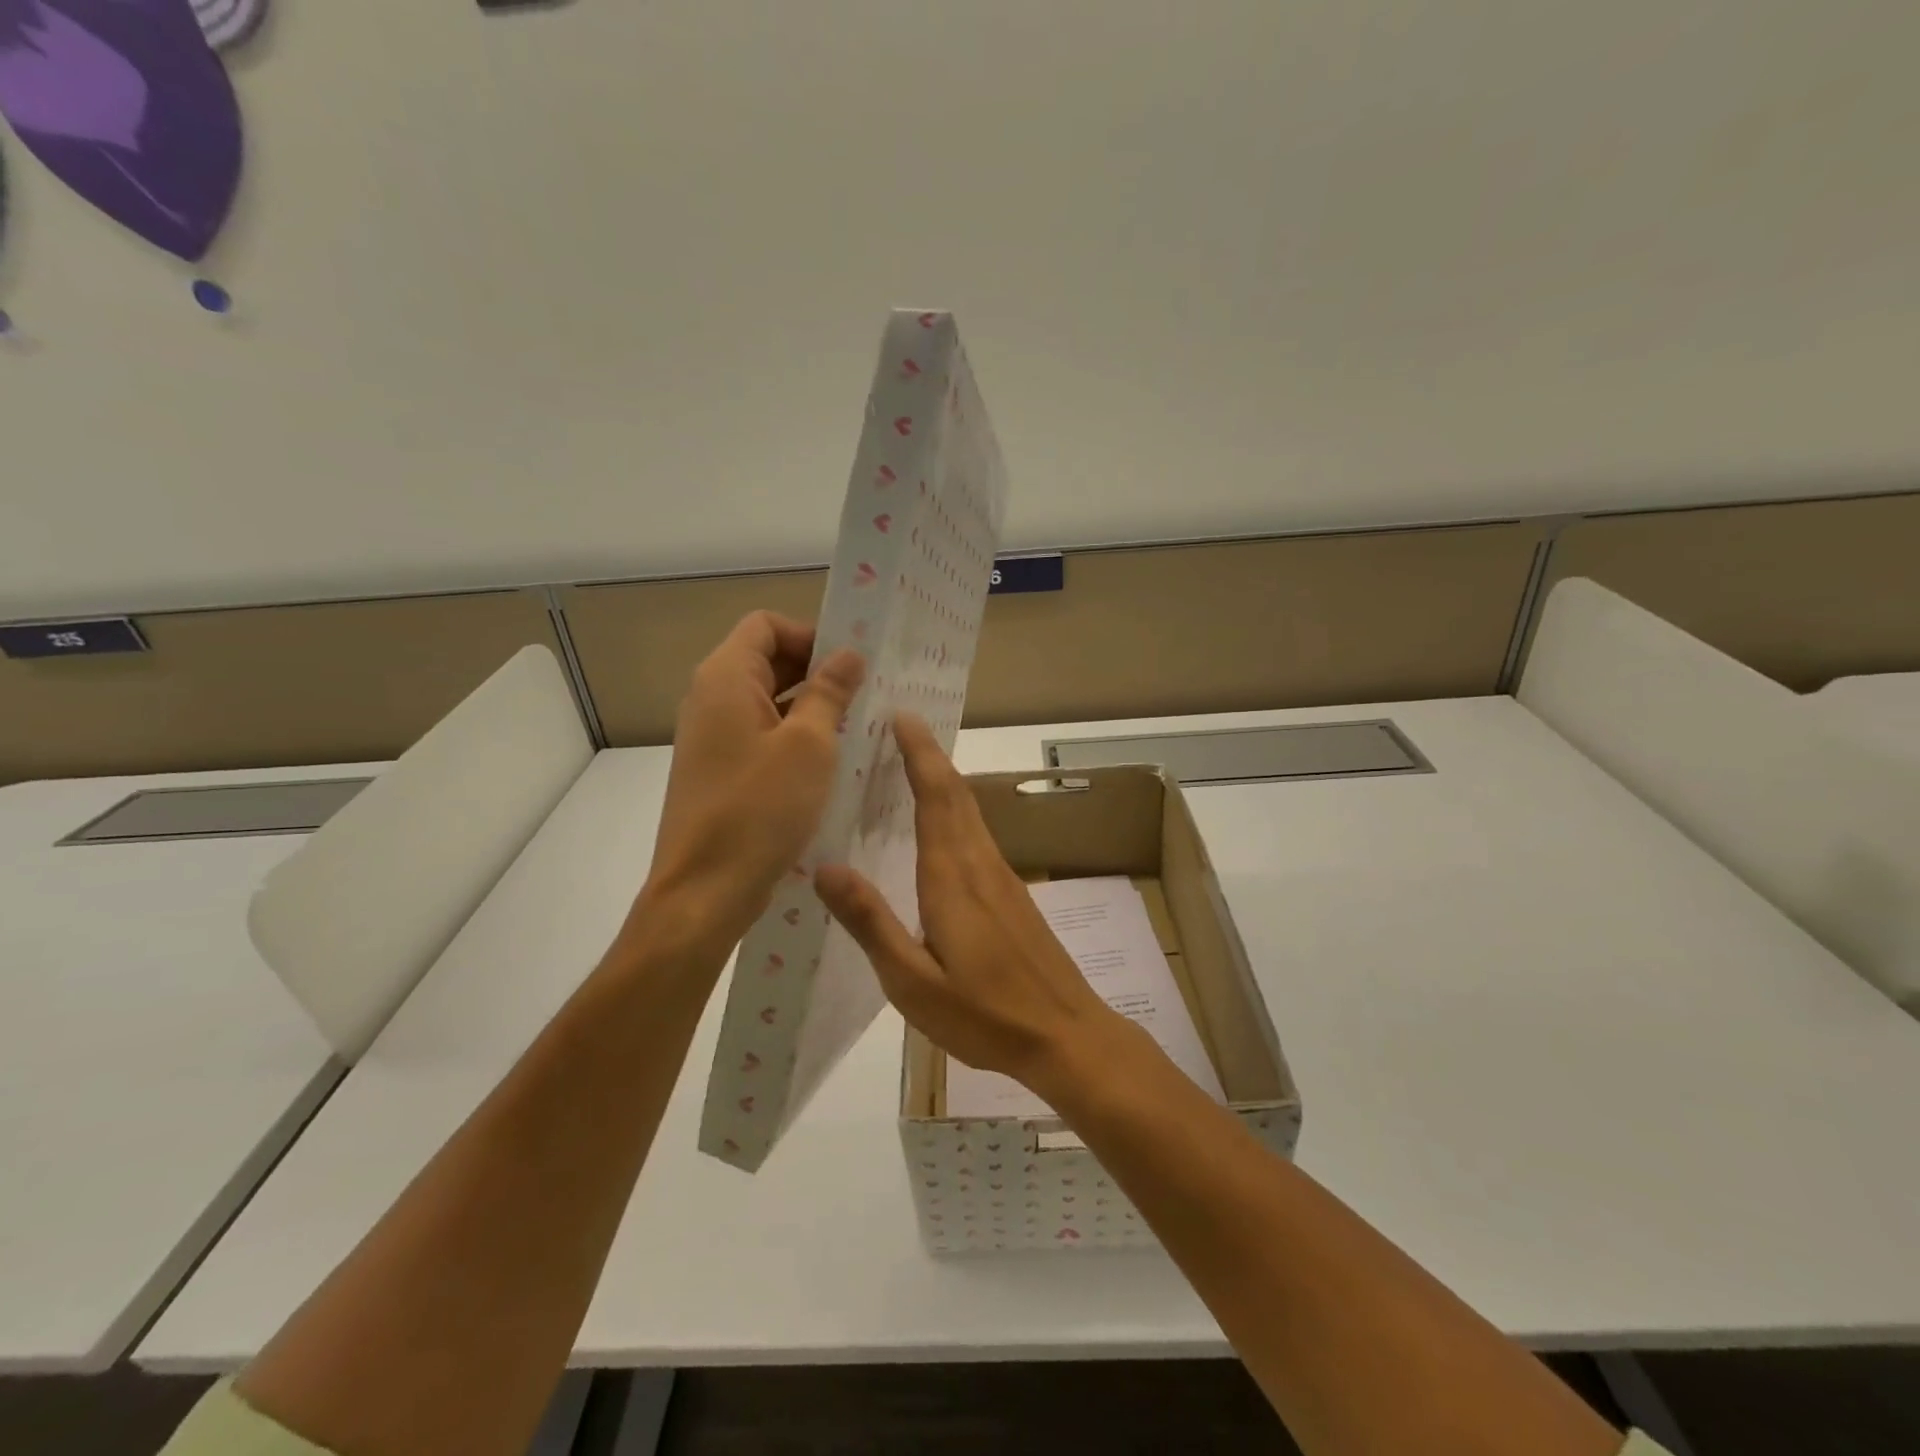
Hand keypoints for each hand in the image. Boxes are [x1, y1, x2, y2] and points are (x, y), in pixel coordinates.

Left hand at [639, 612, 863, 954]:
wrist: (705, 891)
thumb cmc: (760, 809)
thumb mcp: (809, 745)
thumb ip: (829, 692)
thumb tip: (848, 654)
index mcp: (725, 678)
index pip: (766, 625)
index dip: (810, 634)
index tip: (852, 664)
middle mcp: (711, 699)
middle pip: (766, 660)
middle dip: (817, 671)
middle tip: (867, 694)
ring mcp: (712, 737)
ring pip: (768, 701)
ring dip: (811, 707)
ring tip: (858, 727)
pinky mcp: (720, 770)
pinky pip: (762, 736)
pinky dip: (795, 737)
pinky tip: (831, 762)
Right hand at [815, 713, 1125, 1090]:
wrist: (1066, 1035)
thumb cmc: (985, 1014)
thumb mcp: (912, 982)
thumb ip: (871, 922)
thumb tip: (825, 866)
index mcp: (952, 876)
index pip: (935, 796)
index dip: (918, 752)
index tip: (901, 715)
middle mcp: (980, 863)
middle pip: (956, 792)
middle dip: (928, 754)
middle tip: (898, 725)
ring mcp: (1002, 877)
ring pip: (970, 811)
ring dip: (942, 778)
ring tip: (910, 762)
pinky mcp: (1012, 893)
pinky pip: (977, 834)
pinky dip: (955, 809)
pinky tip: (940, 827)